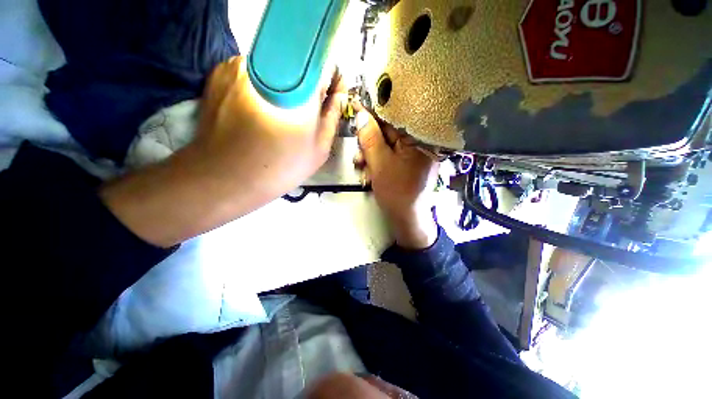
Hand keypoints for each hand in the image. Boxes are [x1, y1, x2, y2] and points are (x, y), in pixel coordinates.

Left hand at [193, 56, 346, 199]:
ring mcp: (239, 66)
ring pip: (272, 66)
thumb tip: (338, 94)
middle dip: (306, 84)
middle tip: (304, 112)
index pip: (323, 65)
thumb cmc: (281, 167)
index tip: (328, 97)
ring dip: (282, 84)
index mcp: (299, 87)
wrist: (227, 178)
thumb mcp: (318, 149)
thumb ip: (332, 117)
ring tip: (280, 114)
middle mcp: (268, 65)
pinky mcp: (218, 73)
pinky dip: (260, 85)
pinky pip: (249, 72)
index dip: (329, 80)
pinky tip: (258, 110)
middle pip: (296, 63)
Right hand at [355, 107, 438, 249]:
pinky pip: (390, 155)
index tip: (357, 109)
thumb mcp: (380, 163)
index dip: (374, 114)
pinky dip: (378, 162)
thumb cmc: (396, 191)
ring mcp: (414, 154)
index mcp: (419, 138)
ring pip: (387, 144)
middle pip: (389, 131)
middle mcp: (420, 142)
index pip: (395, 117)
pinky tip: (370, 172)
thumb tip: (361, 115)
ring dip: (371, 154)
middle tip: (358, 153)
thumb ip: (370, 138)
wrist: (407, 218)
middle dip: (369, 141)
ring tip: (362, 167)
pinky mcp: (409, 163)